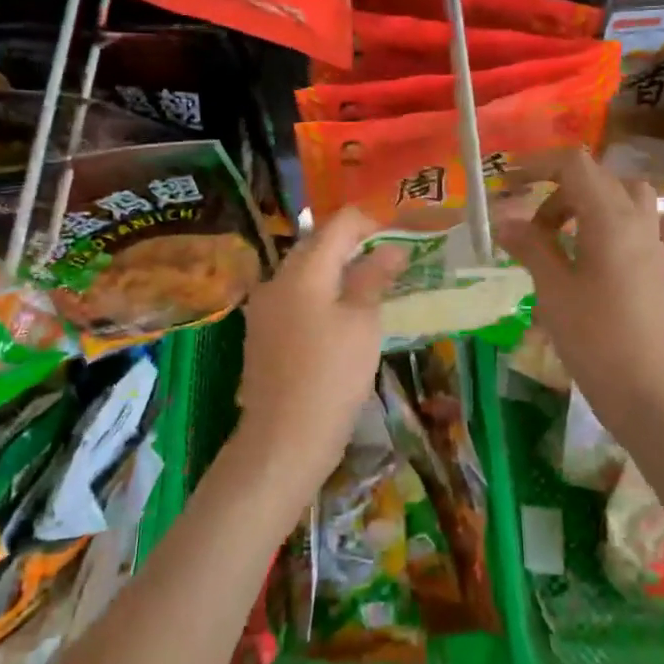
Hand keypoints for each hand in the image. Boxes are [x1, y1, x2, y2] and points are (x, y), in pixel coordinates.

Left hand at [233, 208, 404, 498]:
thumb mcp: (363, 324)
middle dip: (355, 247)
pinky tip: (343, 318)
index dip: (372, 223)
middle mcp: (277, 279)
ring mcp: (264, 306)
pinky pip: (296, 298)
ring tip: (373, 291)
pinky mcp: (262, 332)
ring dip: (339, 272)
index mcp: (302, 269)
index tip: (401, 240)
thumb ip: (374, 278)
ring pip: (306, 272)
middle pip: (318, 244)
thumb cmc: (331, 377)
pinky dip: (322, 296)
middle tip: (392, 265)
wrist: (282, 440)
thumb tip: (392, 248)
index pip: (339, 223)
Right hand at [496, 150, 663, 433]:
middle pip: (599, 179)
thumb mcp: (552, 291)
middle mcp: (639, 221)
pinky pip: (654, 227)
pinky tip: (614, 246)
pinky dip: (630, 224)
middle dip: (559, 190)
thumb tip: (504, 219)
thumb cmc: (596, 340)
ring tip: (568, 234)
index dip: (538, 165)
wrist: (653, 394)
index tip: (507, 183)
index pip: (574, 165)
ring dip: (594, 203)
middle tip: (531, 227)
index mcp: (609, 218)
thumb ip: (530, 246)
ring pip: (629, 197)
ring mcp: (658, 245)